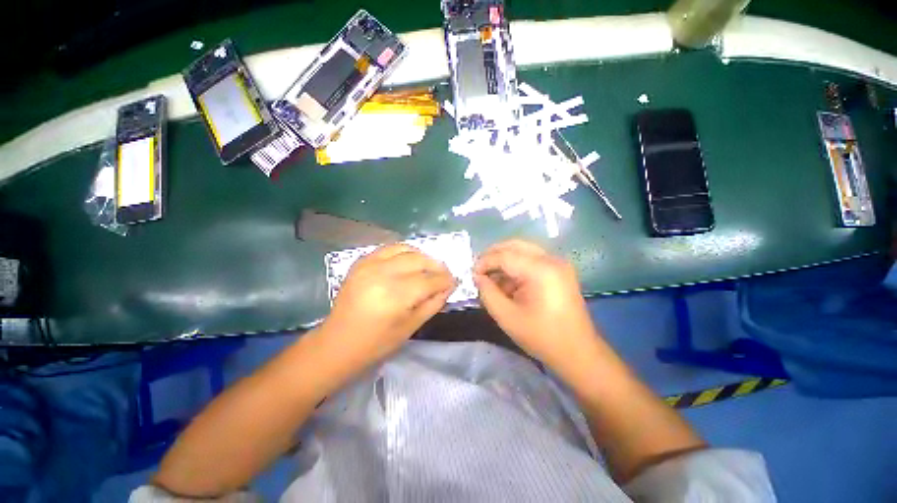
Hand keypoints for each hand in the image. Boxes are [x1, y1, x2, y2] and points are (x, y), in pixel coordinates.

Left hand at [322, 244, 456, 364]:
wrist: (339, 342)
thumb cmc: (377, 343)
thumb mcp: (412, 326)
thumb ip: (434, 303)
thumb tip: (449, 286)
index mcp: (396, 296)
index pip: (430, 280)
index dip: (446, 280)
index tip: (454, 281)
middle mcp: (383, 274)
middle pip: (419, 260)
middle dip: (437, 266)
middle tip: (443, 274)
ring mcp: (369, 264)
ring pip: (405, 249)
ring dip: (422, 256)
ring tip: (428, 267)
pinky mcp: (361, 262)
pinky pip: (389, 248)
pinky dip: (403, 252)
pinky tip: (408, 262)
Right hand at [474, 240, 600, 374]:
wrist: (578, 353)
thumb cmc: (541, 337)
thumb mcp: (506, 316)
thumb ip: (488, 293)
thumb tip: (477, 277)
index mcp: (540, 270)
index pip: (505, 255)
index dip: (484, 262)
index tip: (471, 274)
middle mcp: (551, 259)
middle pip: (515, 245)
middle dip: (493, 255)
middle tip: (479, 270)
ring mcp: (558, 263)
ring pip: (523, 250)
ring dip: (504, 260)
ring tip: (492, 278)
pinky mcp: (559, 270)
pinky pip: (532, 259)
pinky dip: (516, 266)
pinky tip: (507, 282)